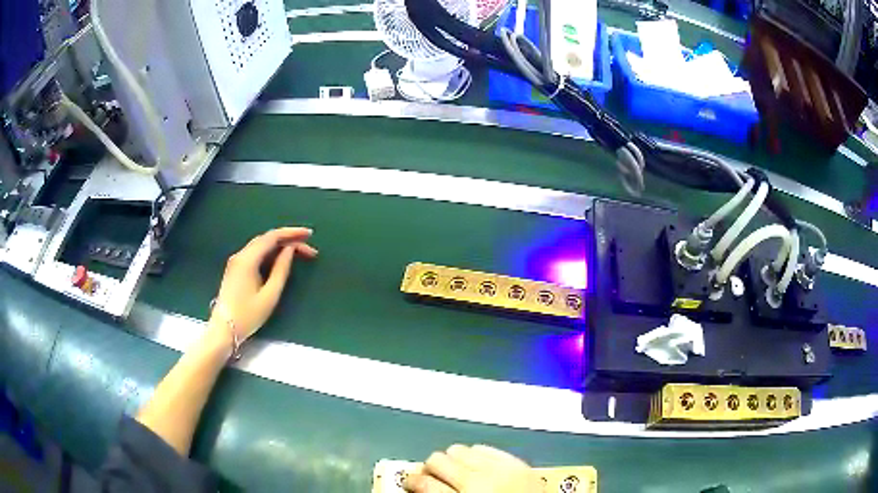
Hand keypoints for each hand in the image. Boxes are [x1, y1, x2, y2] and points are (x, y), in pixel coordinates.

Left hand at [209, 227, 317, 342]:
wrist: (223, 330)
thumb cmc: (248, 315)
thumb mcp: (270, 295)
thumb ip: (281, 269)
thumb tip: (290, 250)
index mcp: (248, 259)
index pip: (272, 237)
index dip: (292, 233)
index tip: (309, 234)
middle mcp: (240, 255)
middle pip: (267, 239)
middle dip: (288, 240)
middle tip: (308, 248)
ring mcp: (236, 261)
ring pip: (261, 245)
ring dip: (280, 246)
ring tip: (299, 252)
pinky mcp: (236, 269)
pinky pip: (256, 253)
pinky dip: (271, 252)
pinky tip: (281, 258)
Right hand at [404, 444, 541, 492]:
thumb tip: (420, 487)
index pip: (424, 484)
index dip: (412, 481)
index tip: (409, 481)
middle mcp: (479, 481)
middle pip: (438, 459)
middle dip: (432, 469)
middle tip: (434, 478)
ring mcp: (501, 469)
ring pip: (461, 449)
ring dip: (454, 460)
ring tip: (457, 472)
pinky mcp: (518, 463)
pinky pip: (487, 448)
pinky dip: (477, 456)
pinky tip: (479, 467)